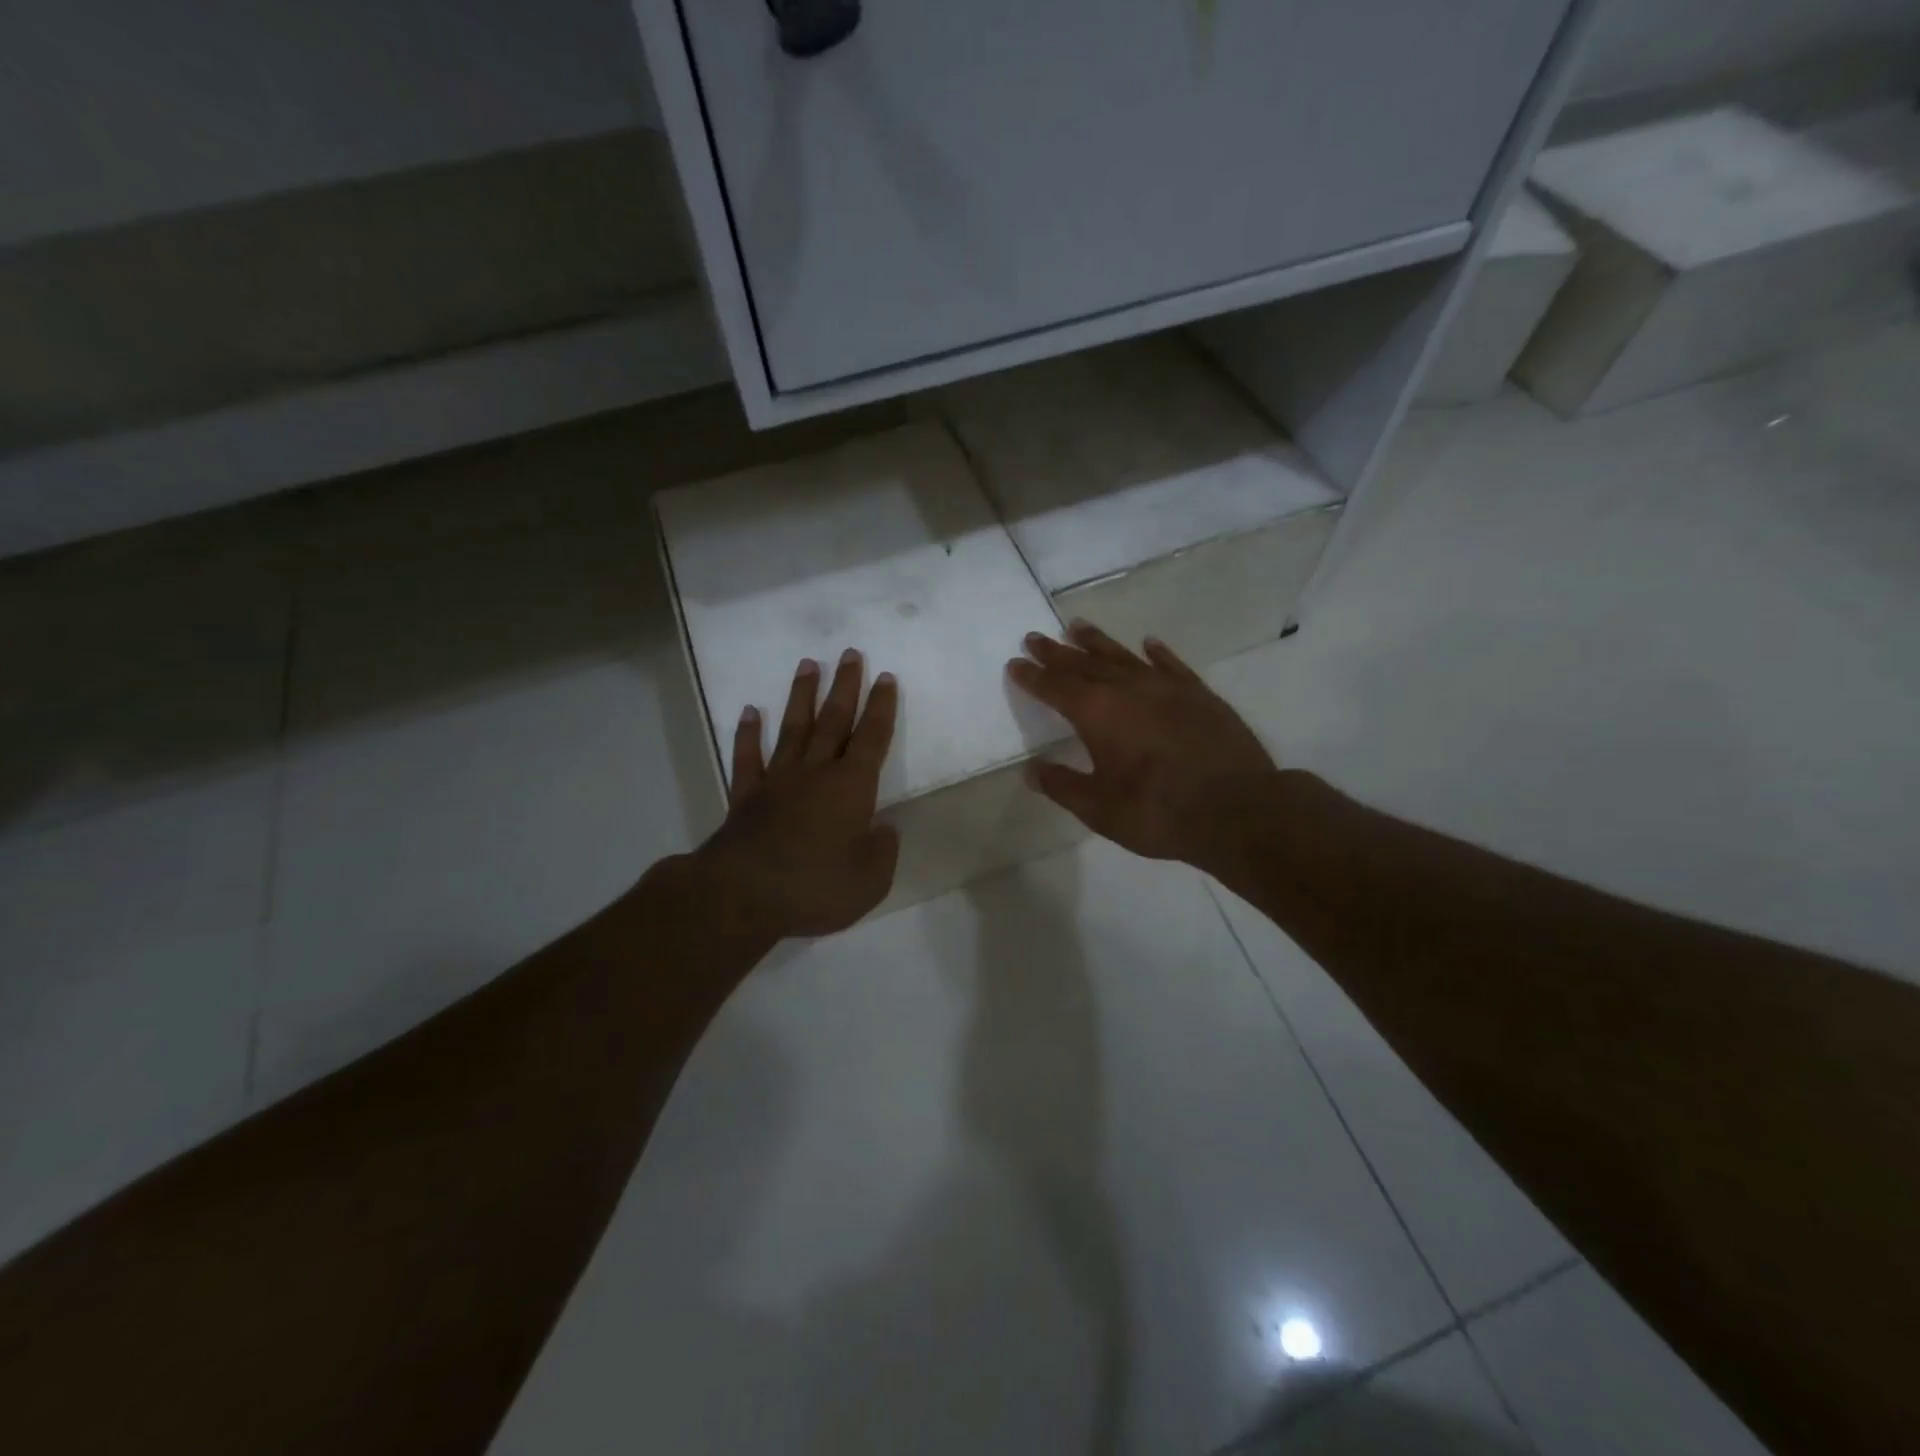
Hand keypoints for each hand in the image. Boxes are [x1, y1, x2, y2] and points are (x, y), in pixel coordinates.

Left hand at [692, 649, 900, 940]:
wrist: (743, 896)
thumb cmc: (815, 887)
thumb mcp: (870, 880)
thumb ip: (882, 851)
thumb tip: (883, 829)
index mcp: (851, 787)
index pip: (872, 738)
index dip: (881, 707)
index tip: (885, 677)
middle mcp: (816, 773)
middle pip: (833, 720)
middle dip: (845, 686)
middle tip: (850, 653)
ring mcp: (778, 781)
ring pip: (793, 728)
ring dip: (802, 696)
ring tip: (808, 664)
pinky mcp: (747, 797)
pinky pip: (748, 758)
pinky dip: (748, 734)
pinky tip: (750, 712)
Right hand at [1007, 622, 1278, 874]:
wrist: (1237, 808)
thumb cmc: (1159, 811)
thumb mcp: (1100, 809)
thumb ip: (1063, 786)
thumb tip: (1031, 770)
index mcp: (1098, 714)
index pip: (1055, 688)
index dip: (1033, 676)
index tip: (1014, 663)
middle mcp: (1128, 690)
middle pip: (1084, 664)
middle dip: (1057, 652)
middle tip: (1035, 637)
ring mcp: (1167, 688)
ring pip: (1124, 656)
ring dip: (1098, 642)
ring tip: (1077, 626)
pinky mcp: (1200, 695)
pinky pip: (1171, 665)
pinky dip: (1156, 653)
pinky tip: (1148, 643)